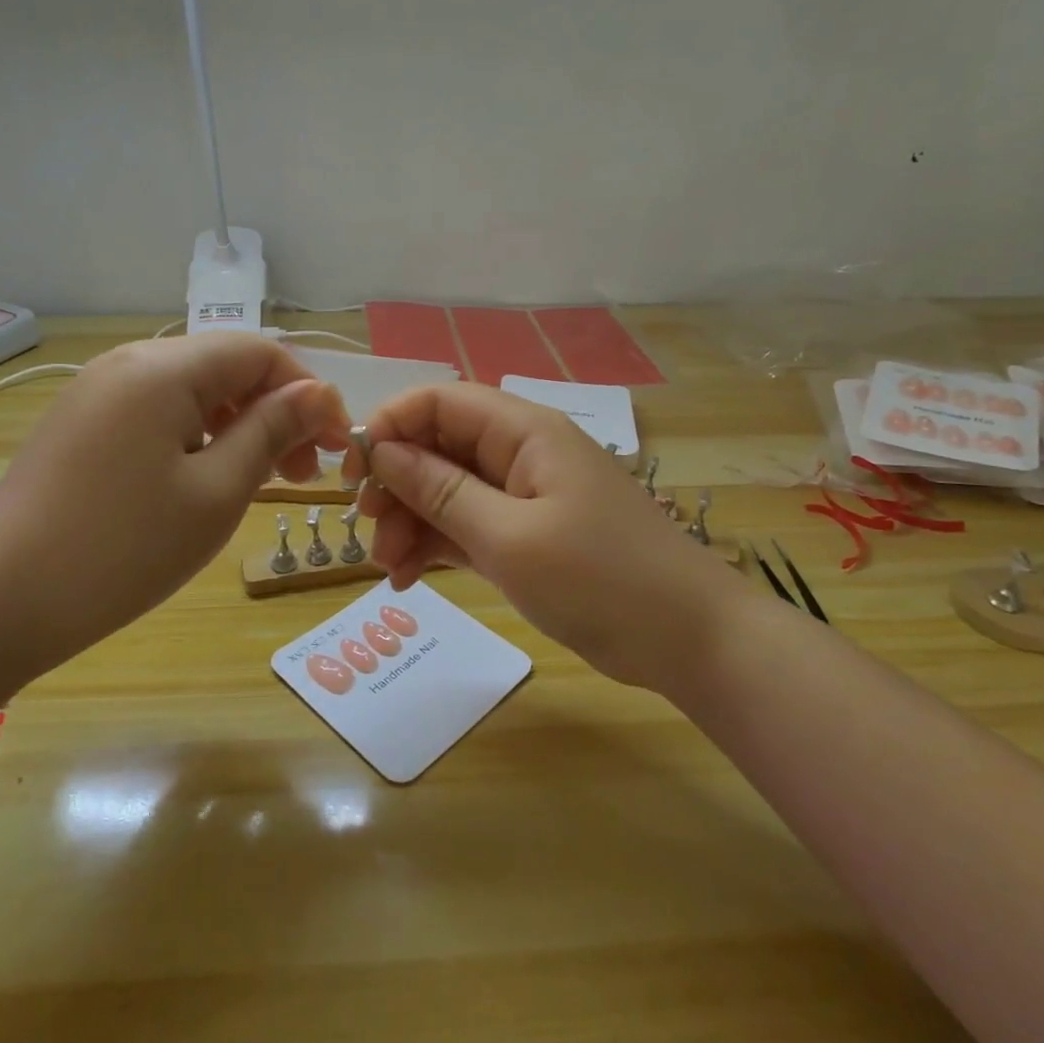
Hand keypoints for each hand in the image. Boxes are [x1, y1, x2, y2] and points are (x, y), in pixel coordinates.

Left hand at [0, 334, 350, 684]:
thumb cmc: (123, 548)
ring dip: (240, 426)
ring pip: (193, 391)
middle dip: (276, 411)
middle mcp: (129, 363)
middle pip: (226, 367)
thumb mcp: (216, 490)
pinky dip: (199, 436)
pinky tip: (208, 479)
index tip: (337, 444)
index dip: (308, 392)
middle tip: (304, 474)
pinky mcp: (82, 424)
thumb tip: (318, 392)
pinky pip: (158, 413)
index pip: (259, 352)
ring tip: (263, 480)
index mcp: (164, 368)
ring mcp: (98, 392)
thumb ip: (272, 430)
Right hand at [350, 384, 739, 690]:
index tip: (354, 471)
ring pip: (448, 491)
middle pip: (439, 448)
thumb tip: (383, 451)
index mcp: (524, 431)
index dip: (390, 425)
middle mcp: (521, 453)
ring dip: (411, 523)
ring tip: (388, 570)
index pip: (440, 401)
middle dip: (397, 484)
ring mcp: (525, 496)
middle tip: (370, 530)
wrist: (689, 640)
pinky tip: (408, 578)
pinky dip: (437, 546)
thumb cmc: (600, 578)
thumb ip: (441, 491)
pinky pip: (468, 526)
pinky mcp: (528, 535)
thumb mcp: (508, 536)